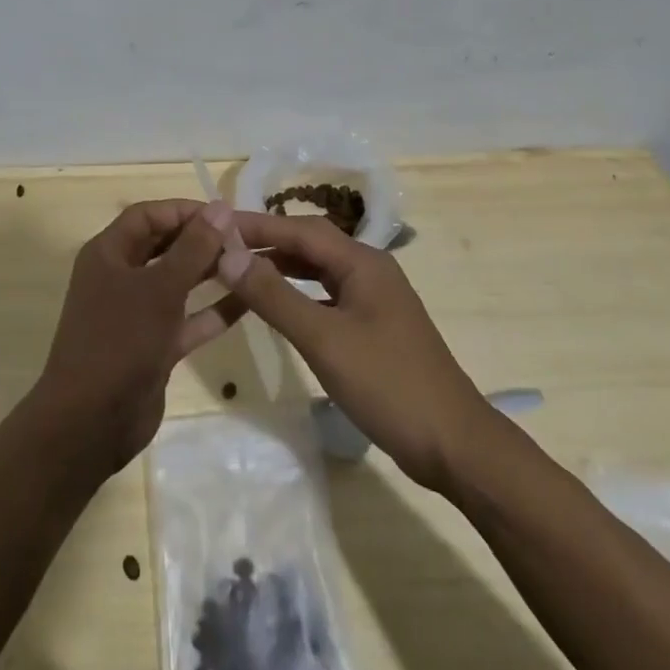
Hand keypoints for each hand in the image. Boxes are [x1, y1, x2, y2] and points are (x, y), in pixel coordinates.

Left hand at [31, 200, 244, 475]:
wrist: (91, 423)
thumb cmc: (120, 341)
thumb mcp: (159, 289)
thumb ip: (193, 248)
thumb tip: (221, 207)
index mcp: (108, 254)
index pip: (147, 216)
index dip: (183, 210)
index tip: (224, 214)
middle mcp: (120, 277)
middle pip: (164, 246)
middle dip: (202, 240)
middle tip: (245, 239)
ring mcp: (136, 314)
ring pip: (178, 282)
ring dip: (211, 272)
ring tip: (253, 263)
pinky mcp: (154, 346)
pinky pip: (187, 319)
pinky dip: (213, 311)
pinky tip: (249, 302)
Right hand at [222, 211, 491, 490]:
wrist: (454, 446)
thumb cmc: (388, 385)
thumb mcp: (324, 340)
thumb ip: (275, 296)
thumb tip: (228, 255)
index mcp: (362, 262)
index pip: (299, 229)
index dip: (255, 225)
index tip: (214, 223)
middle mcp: (369, 269)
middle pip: (309, 243)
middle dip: (265, 242)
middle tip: (219, 247)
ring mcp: (374, 298)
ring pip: (317, 269)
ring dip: (280, 267)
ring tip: (238, 271)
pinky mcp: (373, 325)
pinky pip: (326, 295)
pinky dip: (297, 293)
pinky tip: (277, 306)